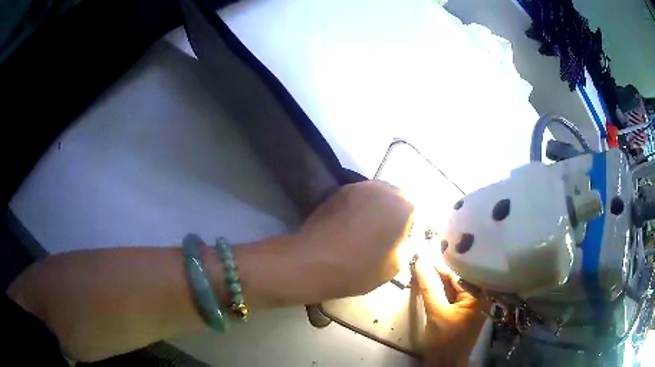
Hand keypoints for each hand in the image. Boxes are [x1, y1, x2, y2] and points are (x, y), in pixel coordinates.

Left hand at [293, 180, 414, 300]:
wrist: (312, 261)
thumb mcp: (396, 265)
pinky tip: (352, 225)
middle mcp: (384, 188)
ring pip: (378, 195)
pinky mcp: (339, 191)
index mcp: (403, 206)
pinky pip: (360, 196)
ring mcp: (359, 186)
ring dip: (379, 209)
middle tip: (389, 236)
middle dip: (398, 214)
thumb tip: (410, 237)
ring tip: (370, 230)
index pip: (418, 212)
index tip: (405, 243)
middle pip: (399, 198)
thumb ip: (410, 245)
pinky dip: (361, 207)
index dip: (413, 228)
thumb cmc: (360, 268)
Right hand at [414, 257, 487, 366]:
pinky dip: (439, 289)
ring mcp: (471, 303)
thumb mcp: (436, 312)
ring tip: (421, 265)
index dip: (441, 263)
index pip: (460, 273)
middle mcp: (479, 296)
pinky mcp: (462, 310)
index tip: (424, 251)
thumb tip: (420, 261)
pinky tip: (427, 281)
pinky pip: (451, 294)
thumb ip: (429, 287)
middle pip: (457, 278)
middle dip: (439, 270)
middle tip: (421, 256)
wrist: (445, 363)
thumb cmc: (445, 341)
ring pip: (453, 286)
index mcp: (480, 295)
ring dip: (438, 278)